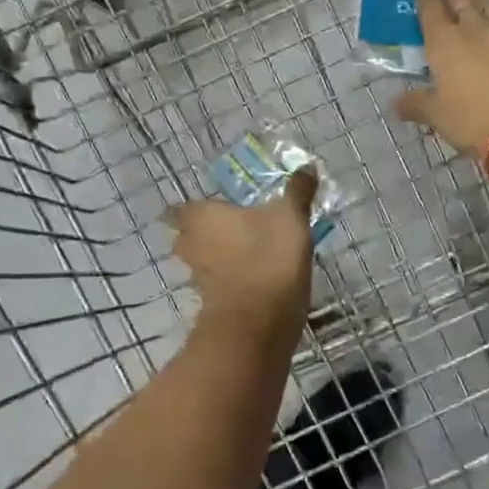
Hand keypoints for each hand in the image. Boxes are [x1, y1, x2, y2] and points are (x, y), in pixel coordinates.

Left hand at [167, 167, 318, 333]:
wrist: (259, 322)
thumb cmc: (269, 257)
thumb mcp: (290, 217)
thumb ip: (297, 192)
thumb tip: (307, 166)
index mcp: (203, 216)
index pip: (181, 208)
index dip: (192, 208)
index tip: (208, 207)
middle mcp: (192, 244)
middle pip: (188, 236)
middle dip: (204, 233)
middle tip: (229, 227)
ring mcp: (199, 277)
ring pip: (202, 261)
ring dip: (218, 258)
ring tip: (245, 252)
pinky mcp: (212, 304)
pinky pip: (218, 284)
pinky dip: (230, 280)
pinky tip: (254, 277)